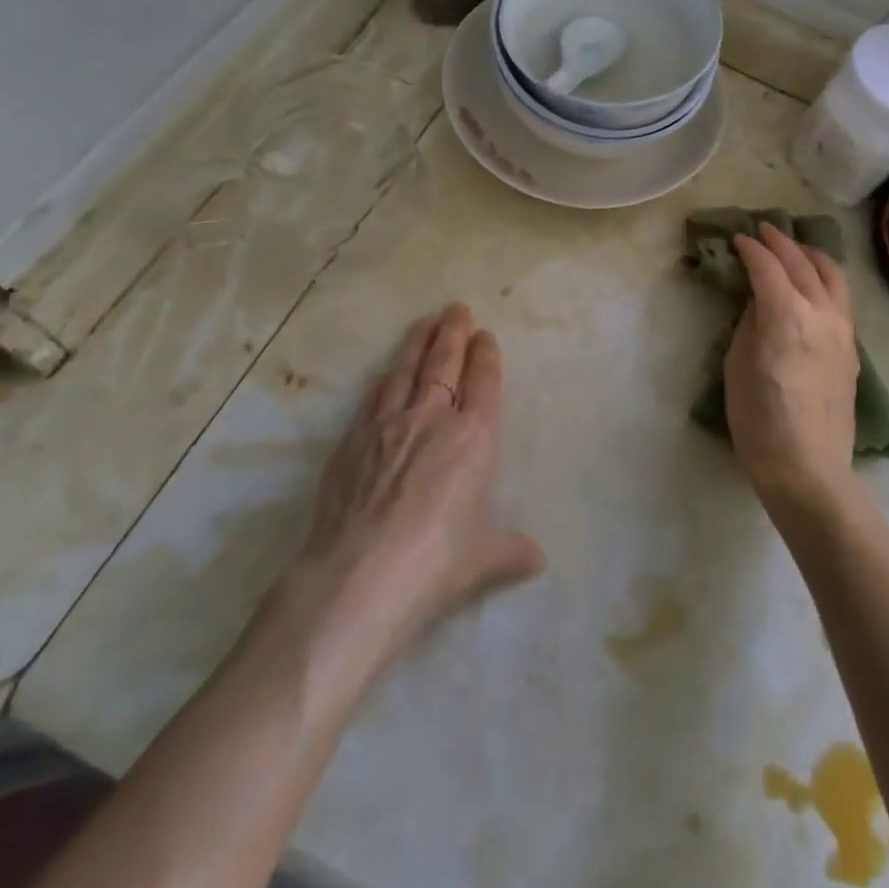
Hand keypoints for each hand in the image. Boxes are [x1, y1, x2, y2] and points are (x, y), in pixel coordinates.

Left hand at [261, 304, 544, 672]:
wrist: (357, 578)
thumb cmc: (435, 564)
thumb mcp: (483, 560)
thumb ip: (510, 551)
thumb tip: (537, 560)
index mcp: (474, 438)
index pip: (483, 382)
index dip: (485, 355)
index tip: (485, 335)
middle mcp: (432, 419)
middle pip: (444, 363)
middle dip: (452, 332)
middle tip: (456, 308)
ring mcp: (387, 425)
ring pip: (406, 370)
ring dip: (417, 343)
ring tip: (424, 322)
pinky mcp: (352, 441)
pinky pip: (373, 398)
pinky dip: (384, 379)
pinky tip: (385, 373)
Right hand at [723, 224, 859, 514]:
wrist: (807, 468)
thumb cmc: (759, 419)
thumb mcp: (738, 365)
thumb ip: (750, 324)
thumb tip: (760, 302)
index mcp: (787, 315)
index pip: (768, 267)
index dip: (750, 249)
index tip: (737, 239)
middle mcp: (821, 313)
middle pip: (802, 263)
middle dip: (781, 242)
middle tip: (763, 230)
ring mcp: (843, 331)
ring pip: (833, 276)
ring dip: (811, 255)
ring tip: (796, 249)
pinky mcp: (852, 350)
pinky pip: (841, 299)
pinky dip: (826, 280)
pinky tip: (814, 285)